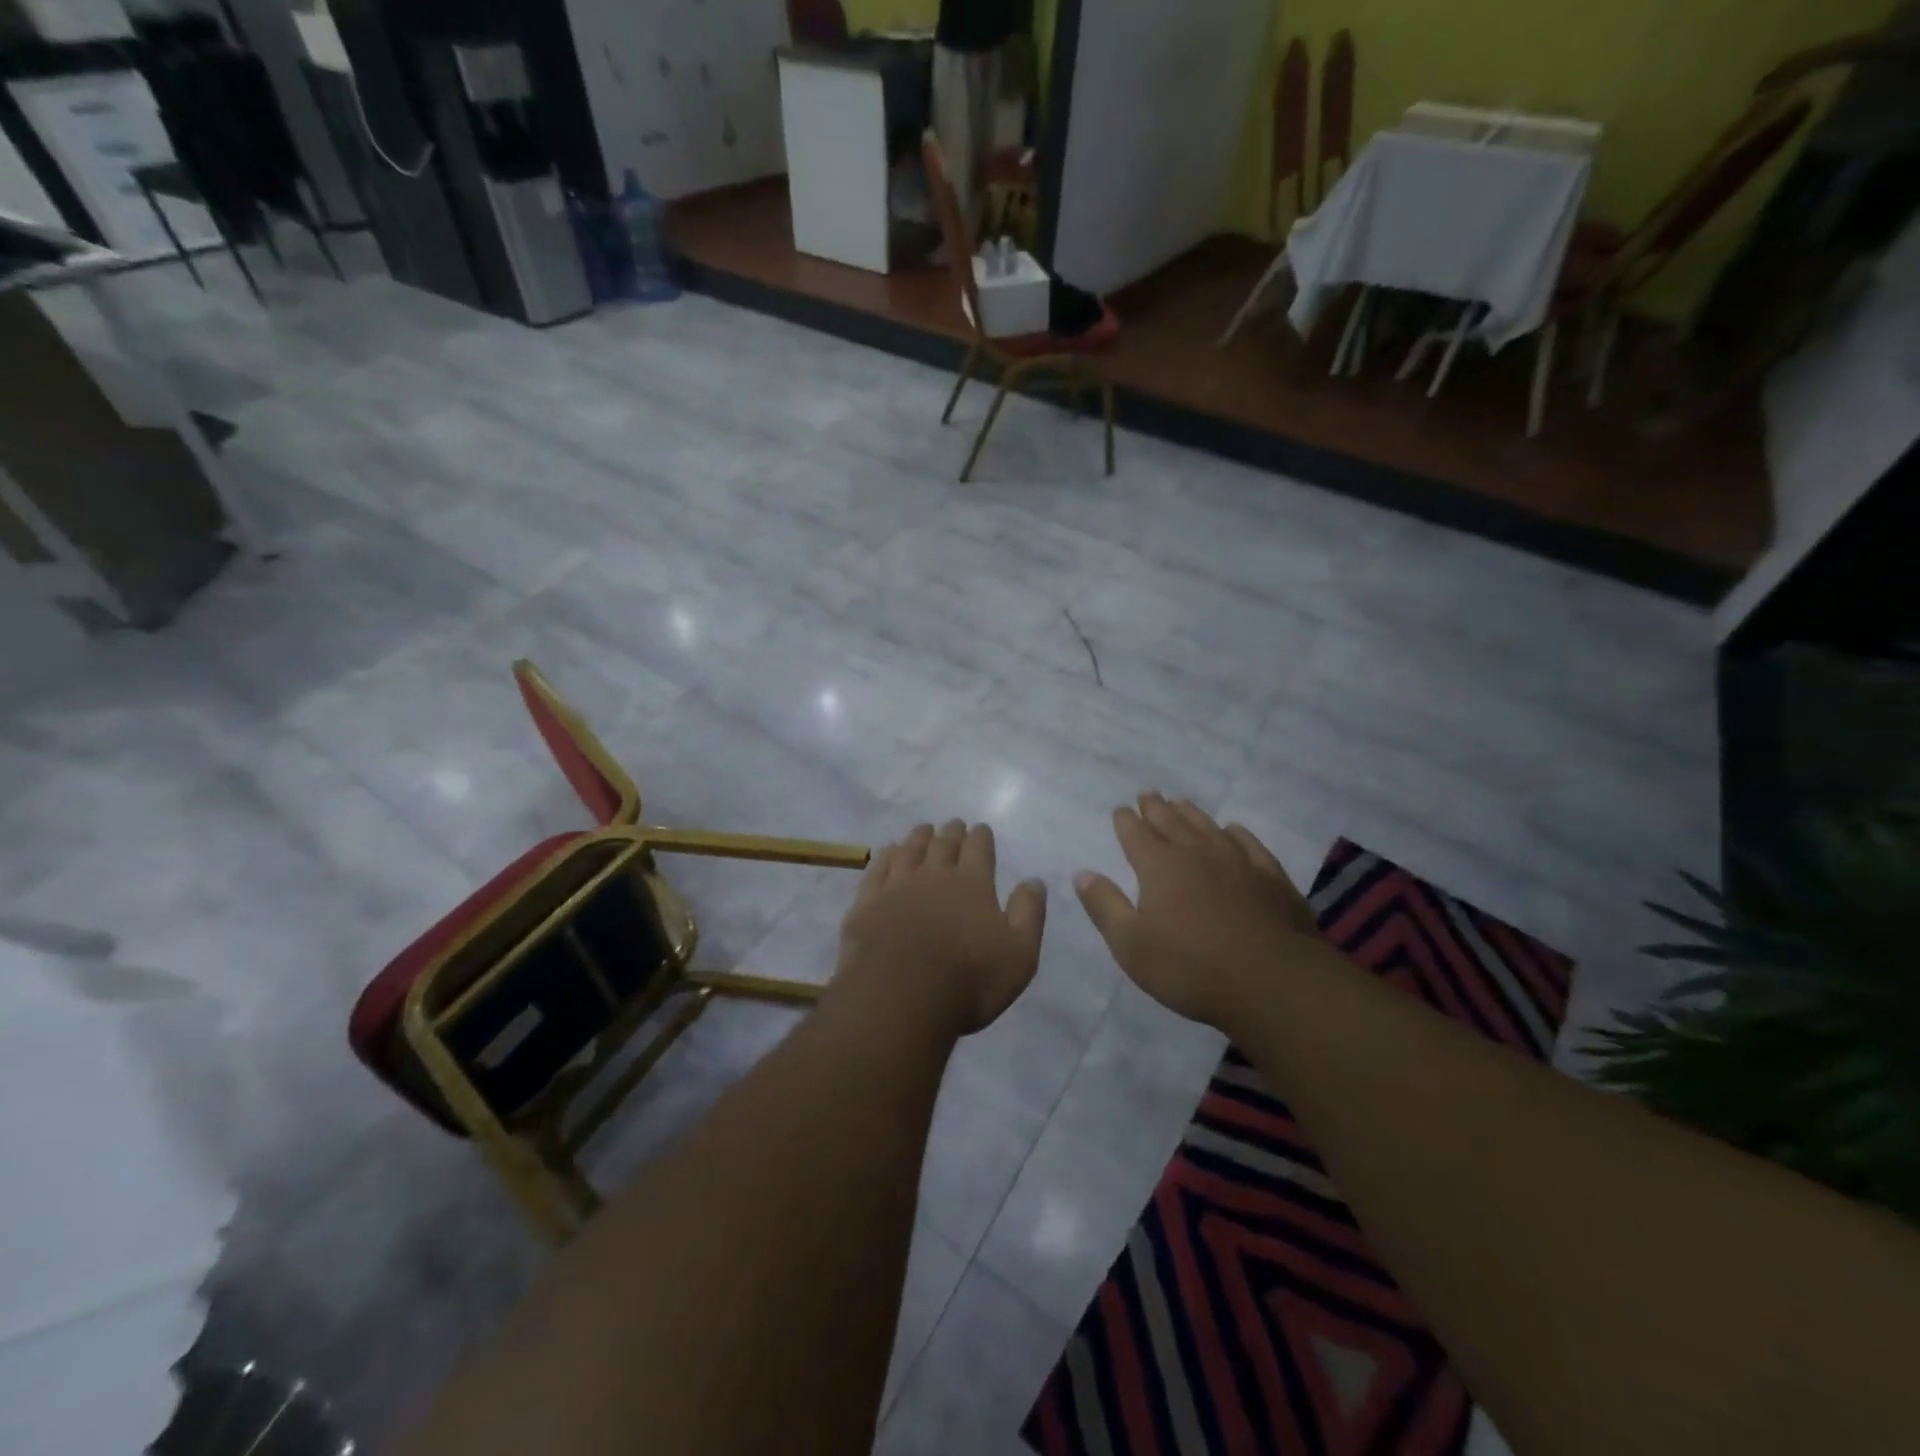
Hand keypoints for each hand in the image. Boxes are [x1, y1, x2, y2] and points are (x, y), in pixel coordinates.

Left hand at [831, 820, 1047, 1039]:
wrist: (899, 997)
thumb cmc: (968, 980)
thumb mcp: (1019, 953)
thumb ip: (1028, 913)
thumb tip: (1034, 880)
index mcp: (972, 884)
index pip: (979, 850)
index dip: (981, 837)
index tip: (981, 828)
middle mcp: (934, 876)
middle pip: (943, 845)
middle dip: (951, 832)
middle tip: (954, 824)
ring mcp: (896, 887)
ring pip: (909, 851)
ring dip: (919, 837)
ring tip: (923, 829)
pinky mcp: (867, 904)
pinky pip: (877, 869)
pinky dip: (886, 856)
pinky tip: (888, 852)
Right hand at [1074, 793, 1318, 1030]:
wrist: (1273, 982)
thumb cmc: (1190, 967)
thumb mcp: (1131, 944)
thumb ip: (1105, 906)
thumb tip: (1083, 873)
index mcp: (1160, 866)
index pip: (1136, 834)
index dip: (1125, 821)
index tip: (1120, 810)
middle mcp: (1197, 853)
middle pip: (1171, 822)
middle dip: (1156, 808)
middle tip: (1147, 795)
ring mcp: (1238, 862)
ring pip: (1208, 827)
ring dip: (1191, 813)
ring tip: (1181, 803)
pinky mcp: (1271, 878)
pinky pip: (1249, 844)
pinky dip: (1236, 833)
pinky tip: (1232, 830)